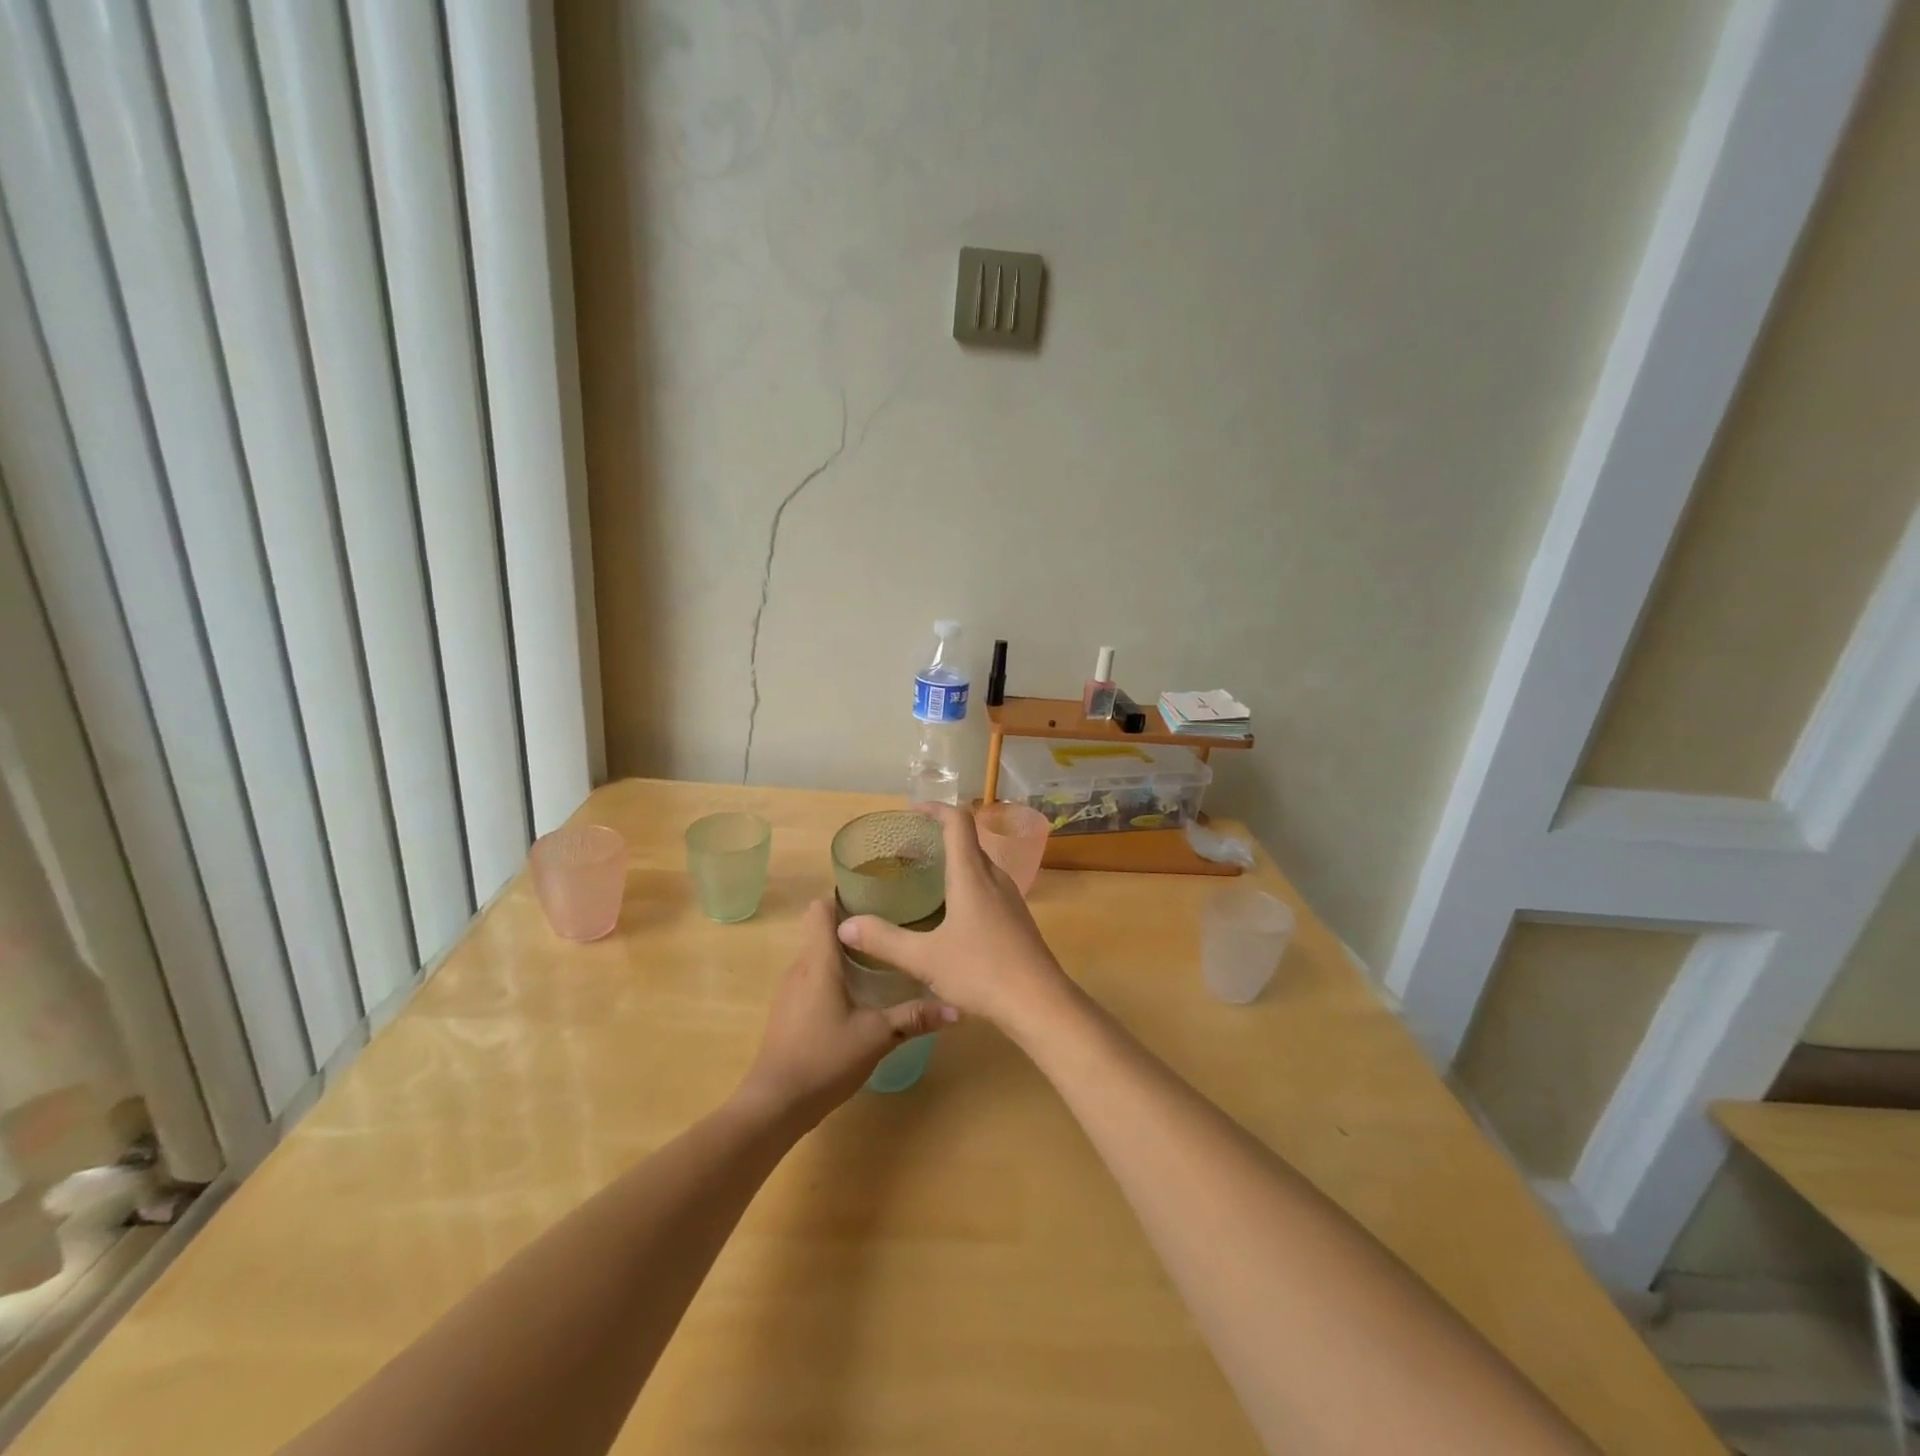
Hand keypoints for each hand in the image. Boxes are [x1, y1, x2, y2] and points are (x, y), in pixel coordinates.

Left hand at [736, 899, 955, 1126]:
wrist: (774, 1105)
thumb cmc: (824, 1059)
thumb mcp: (876, 1036)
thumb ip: (914, 1018)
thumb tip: (956, 1008)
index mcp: (818, 961)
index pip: (820, 908)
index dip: (845, 898)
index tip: (877, 901)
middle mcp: (800, 968)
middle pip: (823, 931)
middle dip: (855, 928)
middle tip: (893, 931)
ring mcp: (790, 991)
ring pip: (818, 958)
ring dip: (845, 955)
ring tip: (882, 961)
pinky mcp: (787, 1012)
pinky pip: (812, 979)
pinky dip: (833, 978)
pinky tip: (859, 997)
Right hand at [835, 803, 1075, 1035]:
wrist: (1040, 1003)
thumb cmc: (981, 972)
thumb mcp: (924, 958)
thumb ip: (883, 940)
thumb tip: (844, 925)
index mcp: (972, 875)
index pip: (958, 822)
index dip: (935, 809)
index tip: (912, 811)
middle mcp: (994, 878)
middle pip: (968, 841)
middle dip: (938, 837)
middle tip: (906, 852)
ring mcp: (1010, 898)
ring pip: (979, 865)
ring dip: (953, 862)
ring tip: (925, 879)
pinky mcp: (1017, 918)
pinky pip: (988, 886)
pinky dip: (966, 883)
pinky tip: (951, 912)